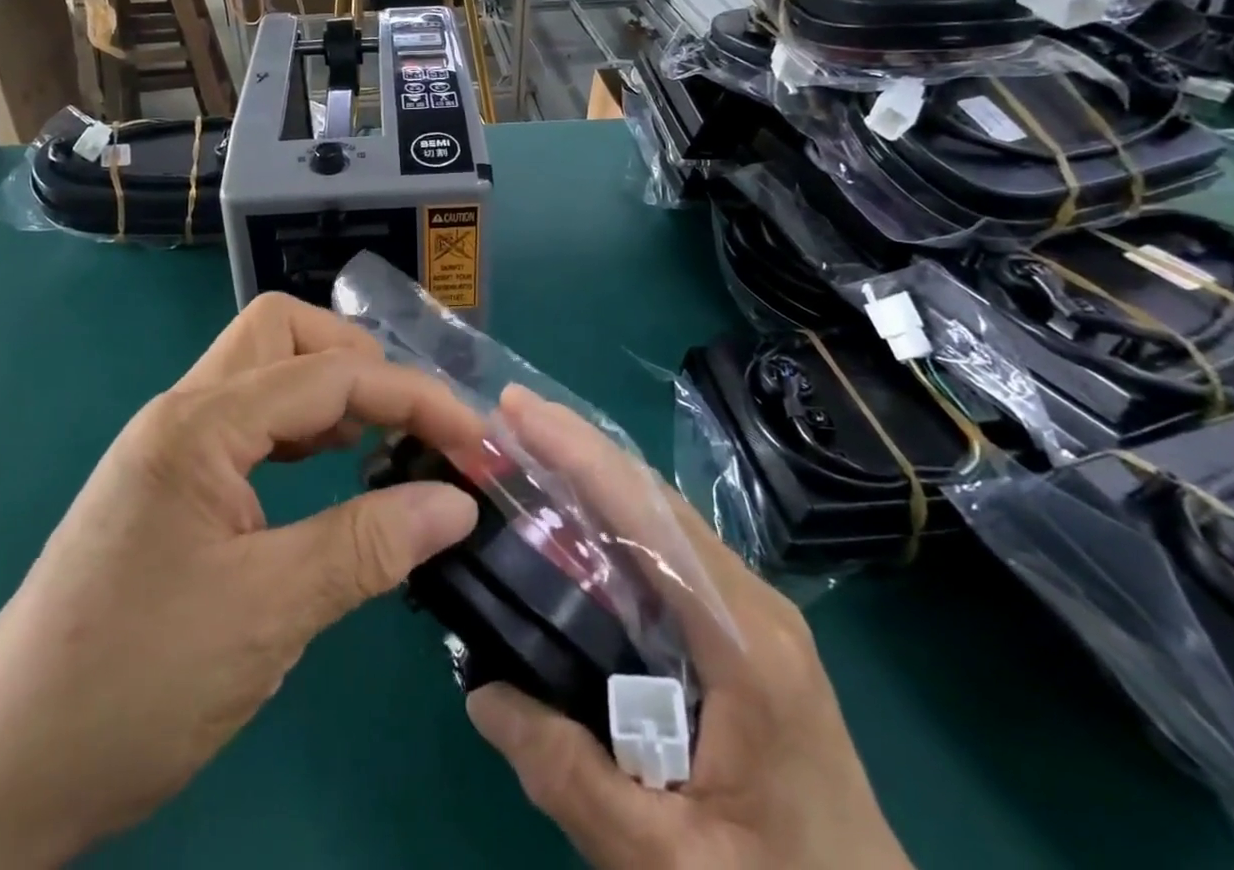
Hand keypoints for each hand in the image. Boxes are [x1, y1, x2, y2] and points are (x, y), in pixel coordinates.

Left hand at [0, 294, 483, 869]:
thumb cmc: (133, 683)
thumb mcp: (269, 612)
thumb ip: (369, 545)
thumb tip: (457, 503)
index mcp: (201, 424)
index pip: (331, 374)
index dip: (414, 398)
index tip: (475, 444)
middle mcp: (184, 411)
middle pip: (286, 333)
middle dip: (361, 360)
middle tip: (414, 422)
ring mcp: (171, 444)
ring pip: (265, 370)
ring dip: (331, 388)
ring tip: (383, 439)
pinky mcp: (170, 481)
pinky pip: (251, 420)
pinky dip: (302, 427)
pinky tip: (327, 468)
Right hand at [466, 387, 911, 869]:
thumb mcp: (665, 864)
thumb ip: (567, 775)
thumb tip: (481, 690)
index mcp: (744, 642)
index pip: (648, 518)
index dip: (578, 454)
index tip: (517, 409)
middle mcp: (752, 603)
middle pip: (654, 498)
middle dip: (578, 446)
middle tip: (509, 415)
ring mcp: (753, 613)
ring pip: (663, 517)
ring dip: (595, 473)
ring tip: (530, 447)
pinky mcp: (744, 632)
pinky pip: (669, 550)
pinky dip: (614, 514)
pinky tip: (575, 516)